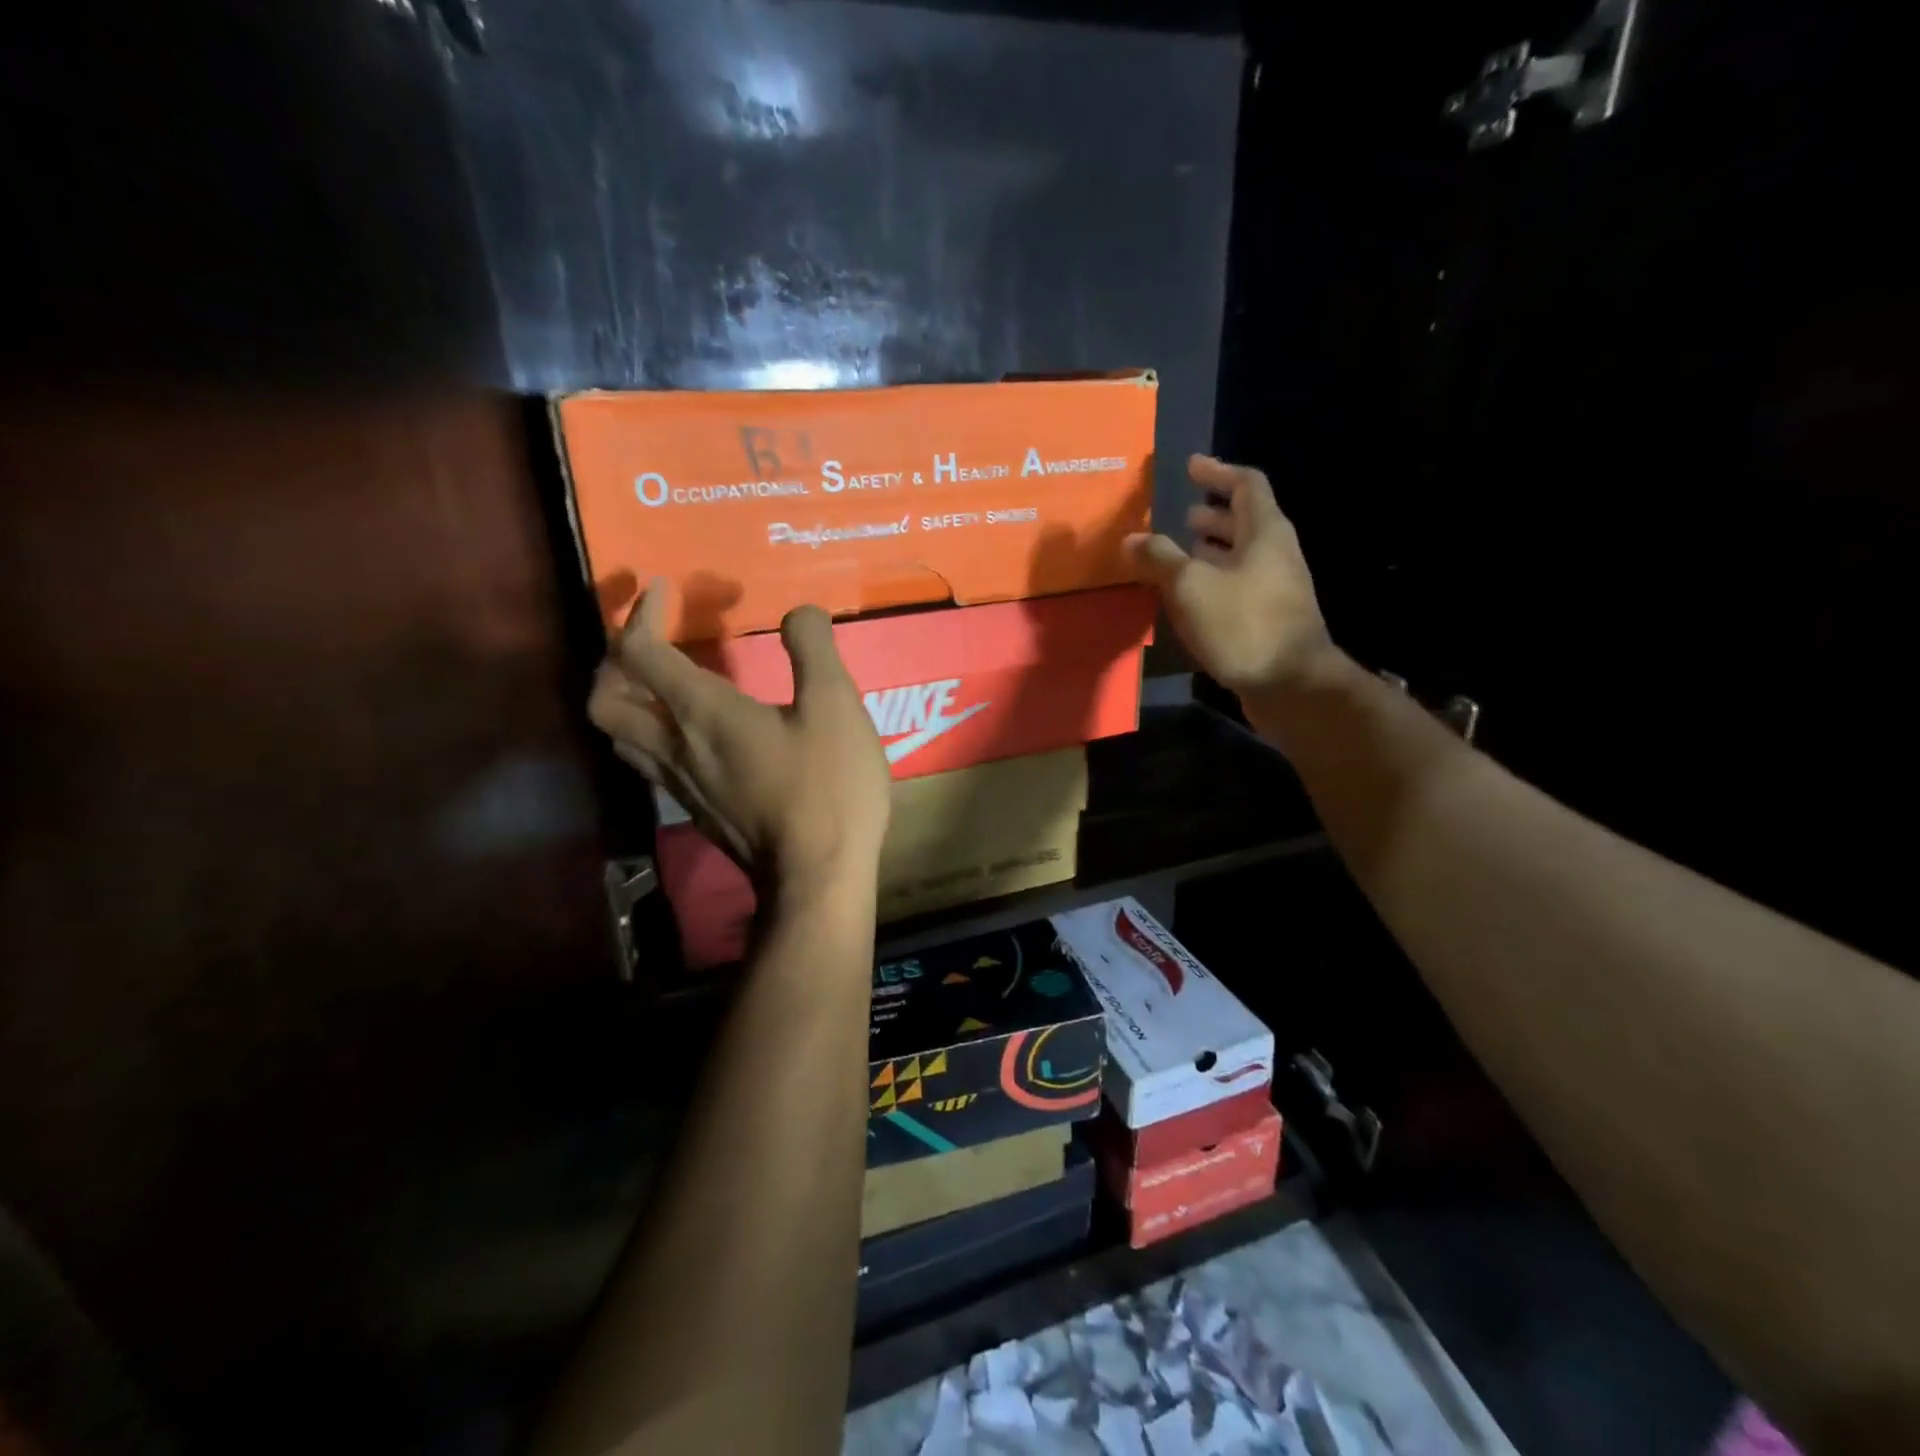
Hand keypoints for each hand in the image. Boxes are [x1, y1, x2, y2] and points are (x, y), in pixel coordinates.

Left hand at [587, 582, 890, 892]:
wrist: (817, 878)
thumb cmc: (827, 787)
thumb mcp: (835, 706)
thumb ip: (812, 649)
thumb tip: (799, 613)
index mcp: (701, 713)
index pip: (640, 652)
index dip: (641, 614)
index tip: (662, 589)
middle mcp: (675, 747)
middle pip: (604, 700)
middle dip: (612, 660)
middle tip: (645, 640)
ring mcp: (680, 786)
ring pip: (621, 737)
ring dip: (625, 700)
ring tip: (657, 683)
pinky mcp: (696, 813)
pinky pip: (650, 764)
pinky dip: (653, 735)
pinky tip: (692, 736)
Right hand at [1126, 455, 1335, 698]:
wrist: (1290, 684)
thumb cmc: (1243, 624)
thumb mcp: (1191, 586)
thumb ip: (1159, 558)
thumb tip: (1130, 539)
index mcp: (1265, 532)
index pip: (1246, 484)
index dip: (1217, 472)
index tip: (1190, 467)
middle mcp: (1276, 554)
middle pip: (1245, 522)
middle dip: (1212, 516)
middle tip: (1181, 516)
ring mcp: (1276, 588)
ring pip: (1241, 557)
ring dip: (1211, 551)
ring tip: (1179, 554)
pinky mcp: (1269, 619)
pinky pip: (1238, 586)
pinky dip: (1213, 581)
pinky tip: (1189, 598)